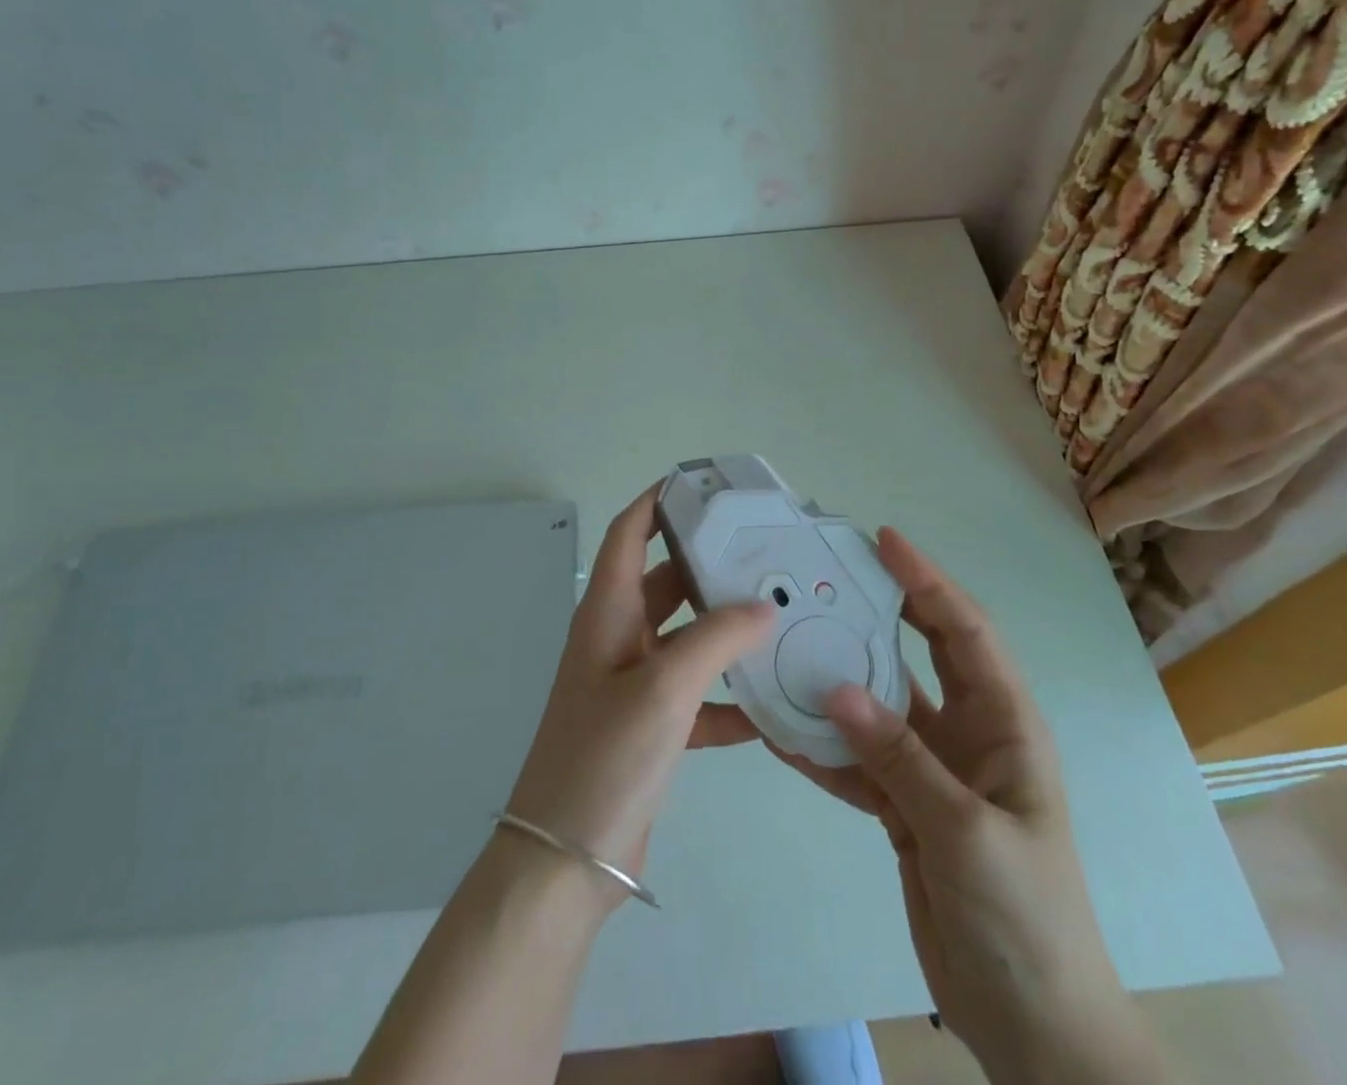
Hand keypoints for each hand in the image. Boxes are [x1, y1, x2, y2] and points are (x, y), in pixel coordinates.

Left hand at [504, 484, 774, 907]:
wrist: (564, 862)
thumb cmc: (605, 756)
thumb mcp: (664, 688)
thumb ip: (716, 640)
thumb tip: (762, 608)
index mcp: (608, 612)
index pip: (628, 532)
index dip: (657, 501)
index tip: (701, 483)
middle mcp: (618, 638)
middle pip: (666, 580)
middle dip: (709, 564)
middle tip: (764, 550)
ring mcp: (633, 684)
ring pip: (687, 638)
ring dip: (726, 630)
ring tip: (781, 616)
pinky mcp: (650, 726)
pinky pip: (697, 695)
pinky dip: (728, 695)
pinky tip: (771, 704)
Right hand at [767, 529, 1167, 1084]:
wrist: (1031, 1026)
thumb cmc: (1025, 918)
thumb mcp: (966, 833)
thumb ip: (900, 757)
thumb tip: (835, 688)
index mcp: (1005, 724)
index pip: (964, 631)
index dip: (927, 582)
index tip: (884, 541)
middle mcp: (969, 734)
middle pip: (921, 653)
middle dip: (881, 609)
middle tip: (829, 575)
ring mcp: (934, 770)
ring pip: (880, 706)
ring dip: (839, 680)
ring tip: (789, 644)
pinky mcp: (906, 807)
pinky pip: (859, 762)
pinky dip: (823, 748)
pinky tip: (781, 732)